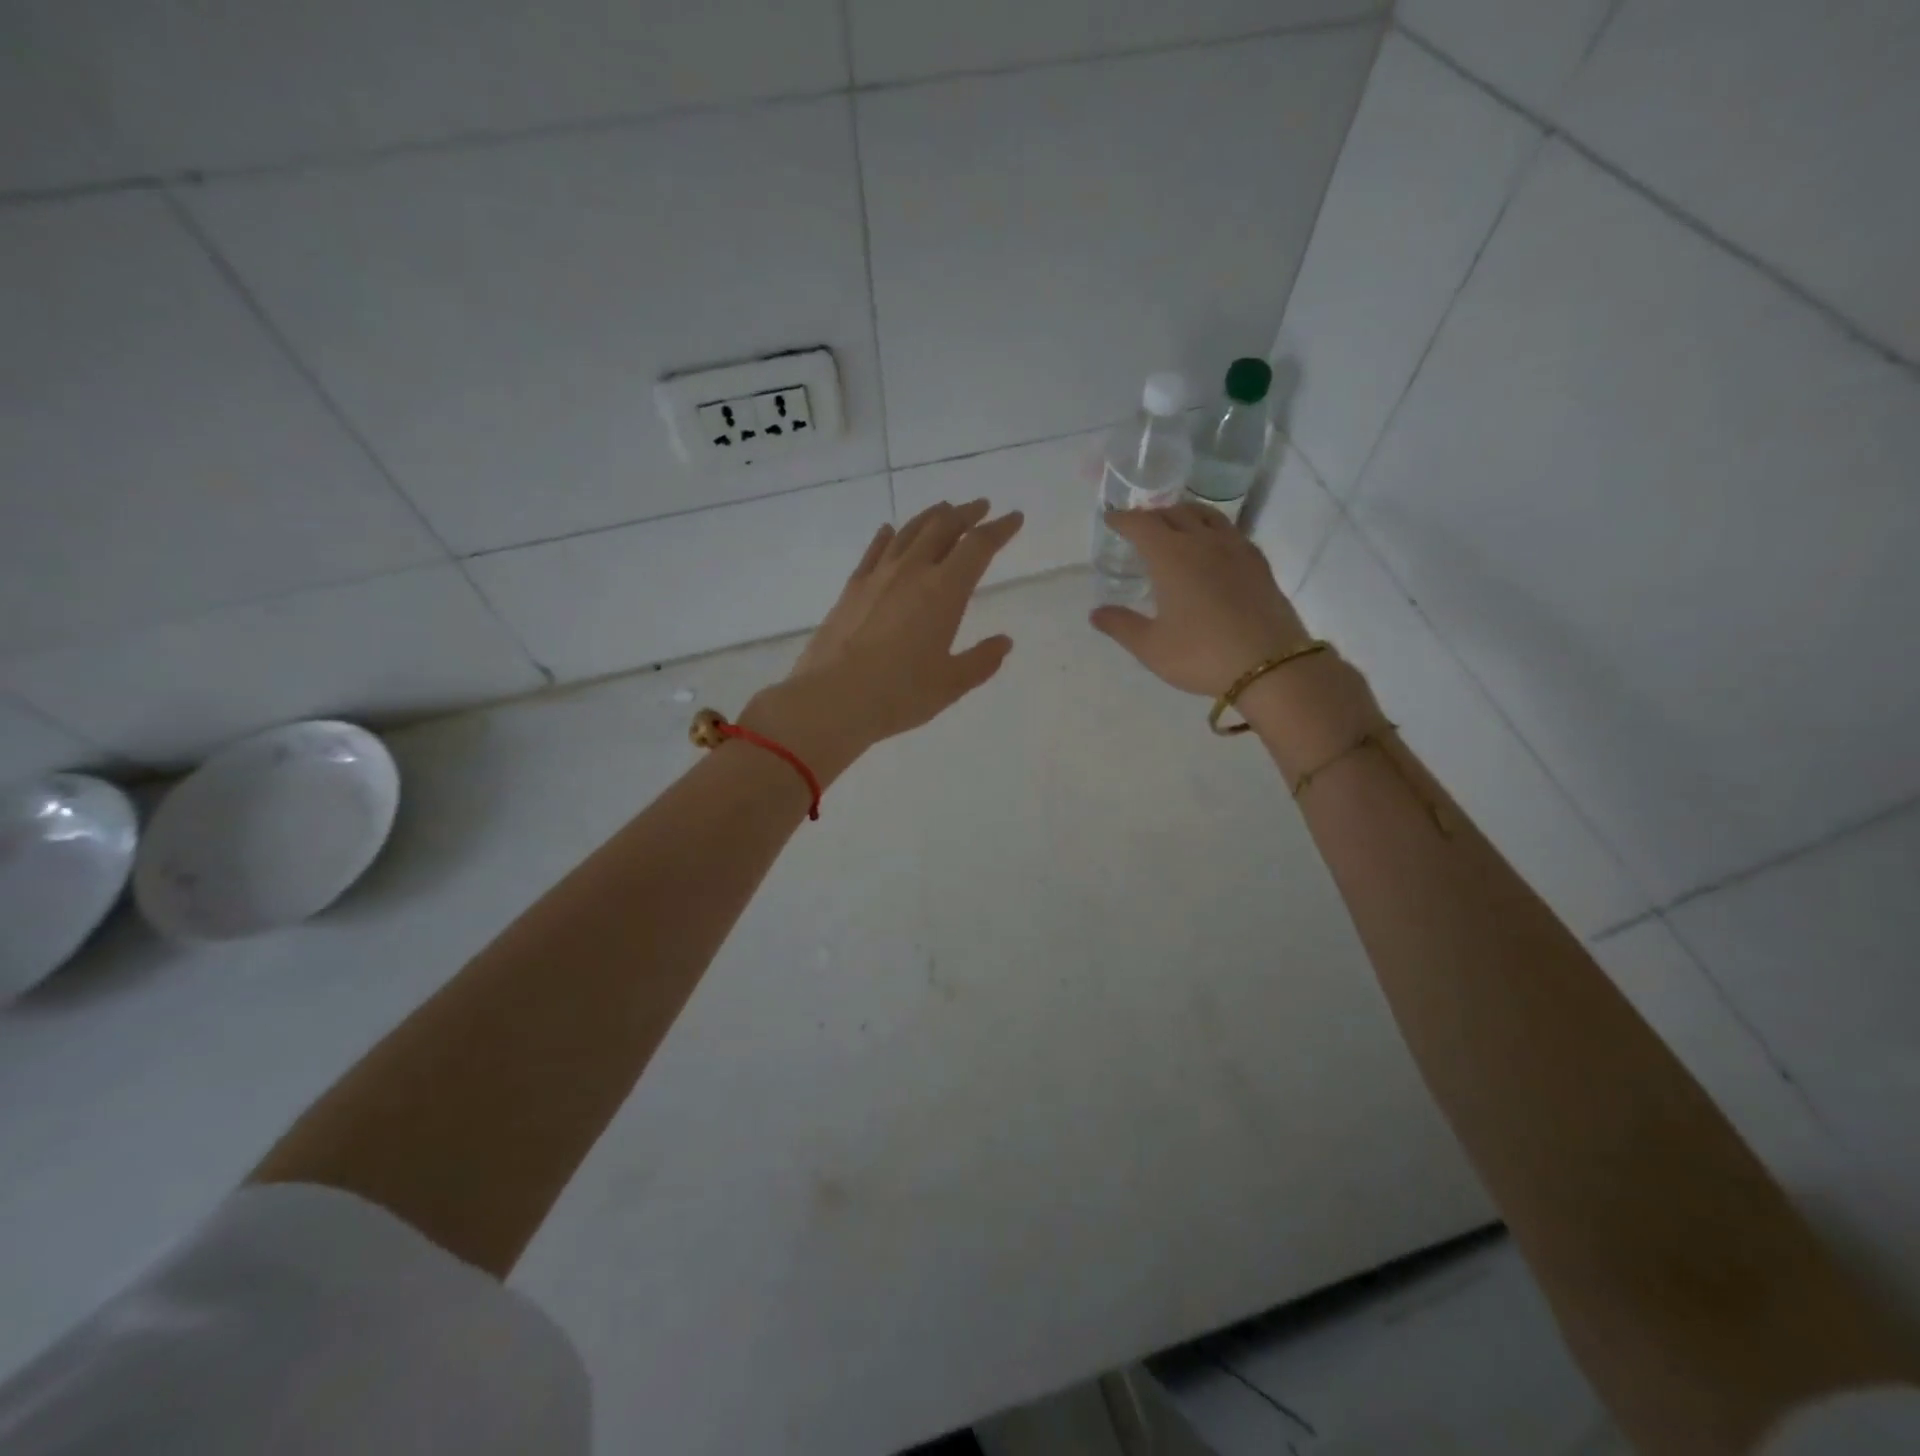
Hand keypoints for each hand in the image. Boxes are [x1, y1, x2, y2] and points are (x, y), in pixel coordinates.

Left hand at [743, 499, 1023, 779]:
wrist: (832, 699)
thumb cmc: (899, 694)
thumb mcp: (951, 684)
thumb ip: (981, 660)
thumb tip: (1003, 642)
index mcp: (945, 591)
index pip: (978, 546)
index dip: (1000, 529)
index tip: (1014, 518)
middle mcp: (912, 571)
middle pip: (943, 527)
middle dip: (967, 514)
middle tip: (981, 507)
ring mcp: (878, 576)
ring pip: (909, 532)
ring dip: (932, 516)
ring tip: (945, 510)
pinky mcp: (852, 588)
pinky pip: (875, 551)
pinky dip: (888, 536)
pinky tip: (891, 531)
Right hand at [1090, 503, 1311, 695]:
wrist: (1270, 665)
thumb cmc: (1201, 654)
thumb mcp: (1151, 647)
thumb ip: (1121, 625)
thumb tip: (1096, 613)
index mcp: (1171, 556)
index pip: (1142, 524)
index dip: (1123, 519)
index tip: (1112, 519)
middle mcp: (1203, 542)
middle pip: (1175, 513)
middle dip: (1153, 514)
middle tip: (1140, 524)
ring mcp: (1235, 549)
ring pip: (1207, 515)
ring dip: (1185, 513)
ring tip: (1175, 523)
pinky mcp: (1258, 563)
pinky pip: (1230, 531)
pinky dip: (1212, 528)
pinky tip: (1212, 546)